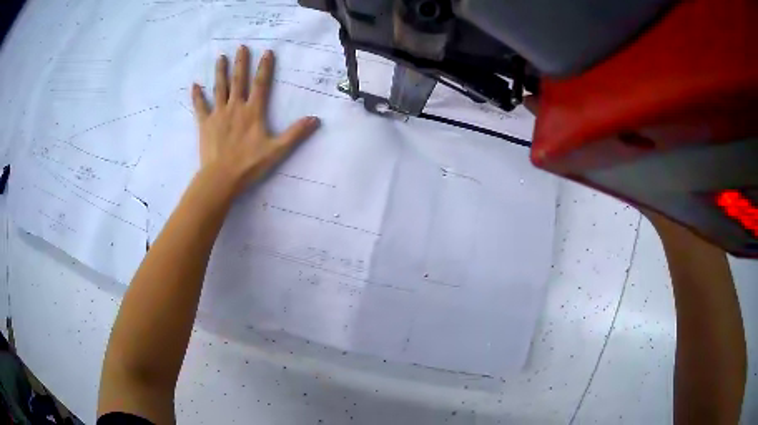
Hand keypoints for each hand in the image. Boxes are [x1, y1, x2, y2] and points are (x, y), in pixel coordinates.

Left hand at [191, 45, 319, 194]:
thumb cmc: (249, 165)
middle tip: (241, 47)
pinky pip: (200, 107)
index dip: (265, 67)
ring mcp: (218, 114)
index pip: (261, 84)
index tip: (267, 52)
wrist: (221, 178)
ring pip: (219, 88)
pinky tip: (195, 85)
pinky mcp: (205, 124)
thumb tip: (315, 119)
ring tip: (221, 57)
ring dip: (220, 72)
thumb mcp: (277, 150)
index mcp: (253, 112)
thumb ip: (295, 133)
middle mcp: (235, 107)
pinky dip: (197, 96)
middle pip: (238, 81)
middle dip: (241, 63)